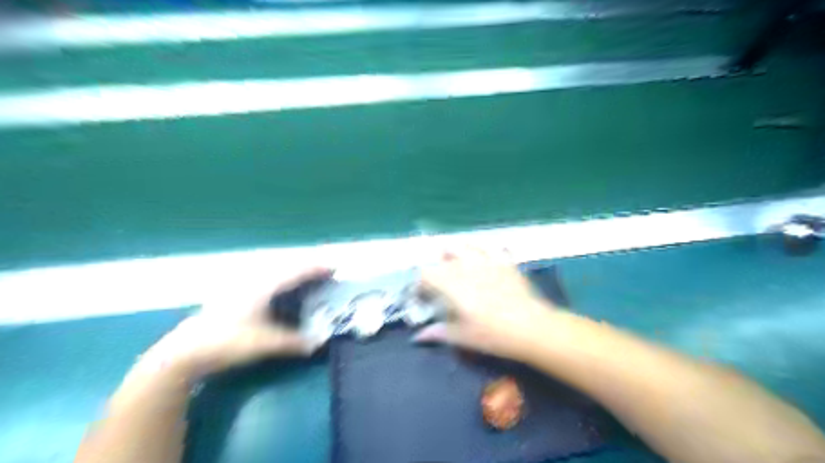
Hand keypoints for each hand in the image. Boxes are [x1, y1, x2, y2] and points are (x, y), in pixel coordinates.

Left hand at [137, 267, 330, 379]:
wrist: (184, 352)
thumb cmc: (227, 342)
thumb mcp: (264, 344)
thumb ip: (293, 342)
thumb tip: (317, 344)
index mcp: (263, 287)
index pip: (296, 272)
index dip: (316, 269)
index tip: (334, 268)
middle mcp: (254, 282)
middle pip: (287, 268)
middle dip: (308, 270)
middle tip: (325, 275)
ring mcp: (241, 288)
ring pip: (275, 275)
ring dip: (294, 276)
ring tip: (309, 282)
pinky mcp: (234, 297)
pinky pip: (266, 283)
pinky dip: (281, 284)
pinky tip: (283, 294)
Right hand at [413, 249, 553, 360]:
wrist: (532, 327)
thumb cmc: (494, 334)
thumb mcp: (463, 337)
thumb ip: (438, 333)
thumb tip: (418, 336)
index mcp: (452, 284)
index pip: (426, 273)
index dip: (421, 283)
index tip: (424, 296)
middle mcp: (466, 266)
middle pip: (443, 257)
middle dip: (437, 269)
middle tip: (441, 286)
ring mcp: (487, 260)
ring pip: (464, 246)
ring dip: (456, 253)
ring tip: (458, 266)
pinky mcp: (504, 261)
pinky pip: (490, 248)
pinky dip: (484, 253)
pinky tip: (485, 263)